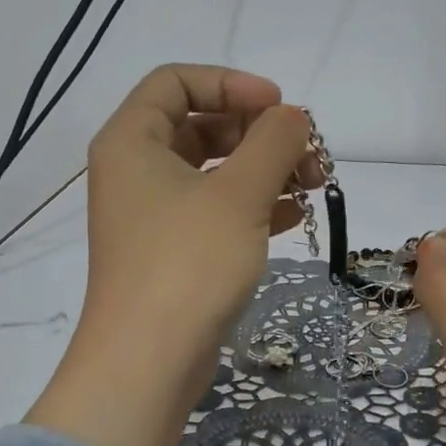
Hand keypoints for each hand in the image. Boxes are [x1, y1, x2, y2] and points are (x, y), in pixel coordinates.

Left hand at [26, 65, 315, 445]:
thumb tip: (294, 116)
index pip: (177, 81)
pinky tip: (294, 215)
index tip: (280, 106)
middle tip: (307, 151)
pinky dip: (252, 206)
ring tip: (313, 182)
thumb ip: (273, 142)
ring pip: (212, 172)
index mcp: (132, 140)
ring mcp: (152, 215)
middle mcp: (135, 170)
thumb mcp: (239, 194)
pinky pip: (214, 211)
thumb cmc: (188, 264)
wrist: (148, 363)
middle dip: (258, 133)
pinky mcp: (171, 252)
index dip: (231, 83)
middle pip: (200, 125)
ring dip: (263, 170)